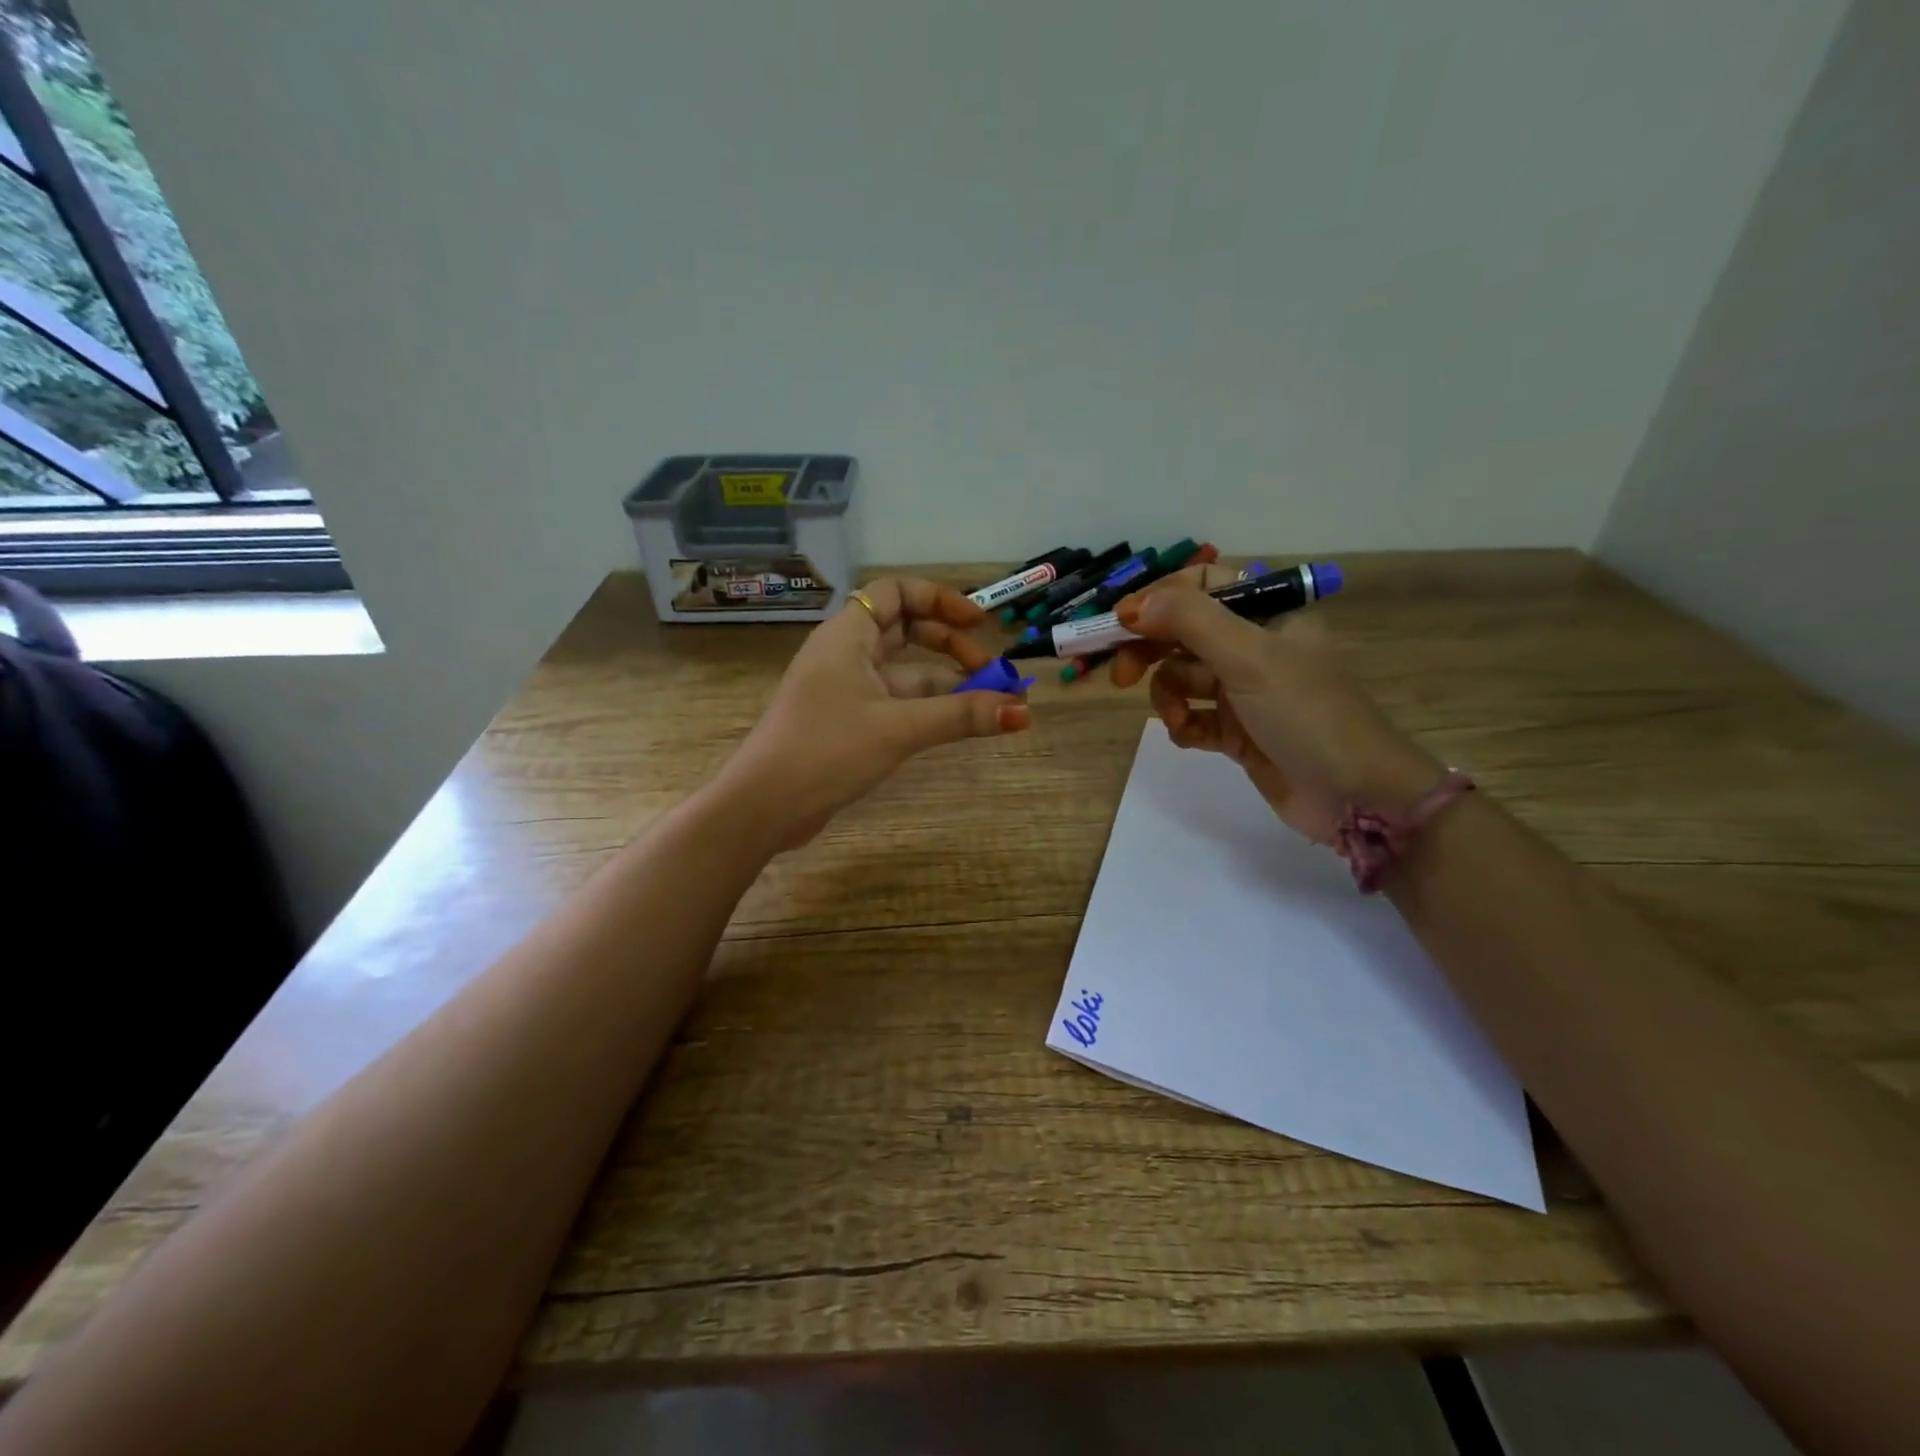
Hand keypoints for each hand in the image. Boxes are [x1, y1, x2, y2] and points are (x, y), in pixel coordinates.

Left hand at [716, 577, 1030, 848]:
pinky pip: (894, 702)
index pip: (896, 593)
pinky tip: (956, 725)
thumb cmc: (827, 750)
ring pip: (903, 672)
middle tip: (988, 670)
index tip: (979, 623)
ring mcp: (844, 689)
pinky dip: (926, 708)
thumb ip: (962, 716)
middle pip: (905, 630)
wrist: (764, 806)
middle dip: (949, 645)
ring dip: (944, 683)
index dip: (940, 600)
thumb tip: (1023, 712)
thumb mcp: (899, 728)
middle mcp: (845, 654)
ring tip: (989, 704)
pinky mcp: (846, 722)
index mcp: (848, 635)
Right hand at [1110, 566, 1440, 842]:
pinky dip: (1184, 725)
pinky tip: (1188, 737)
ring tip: (1178, 718)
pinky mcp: (1238, 732)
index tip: (1121, 621)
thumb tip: (1132, 606)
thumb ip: (1189, 622)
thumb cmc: (1305, 713)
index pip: (1202, 585)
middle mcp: (1254, 646)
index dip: (1159, 598)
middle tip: (1122, 676)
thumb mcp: (1249, 657)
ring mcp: (1245, 691)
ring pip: (1182, 678)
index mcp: (1268, 614)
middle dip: (1150, 651)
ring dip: (1169, 696)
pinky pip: (1193, 717)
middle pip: (1183, 633)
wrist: (1354, 796)